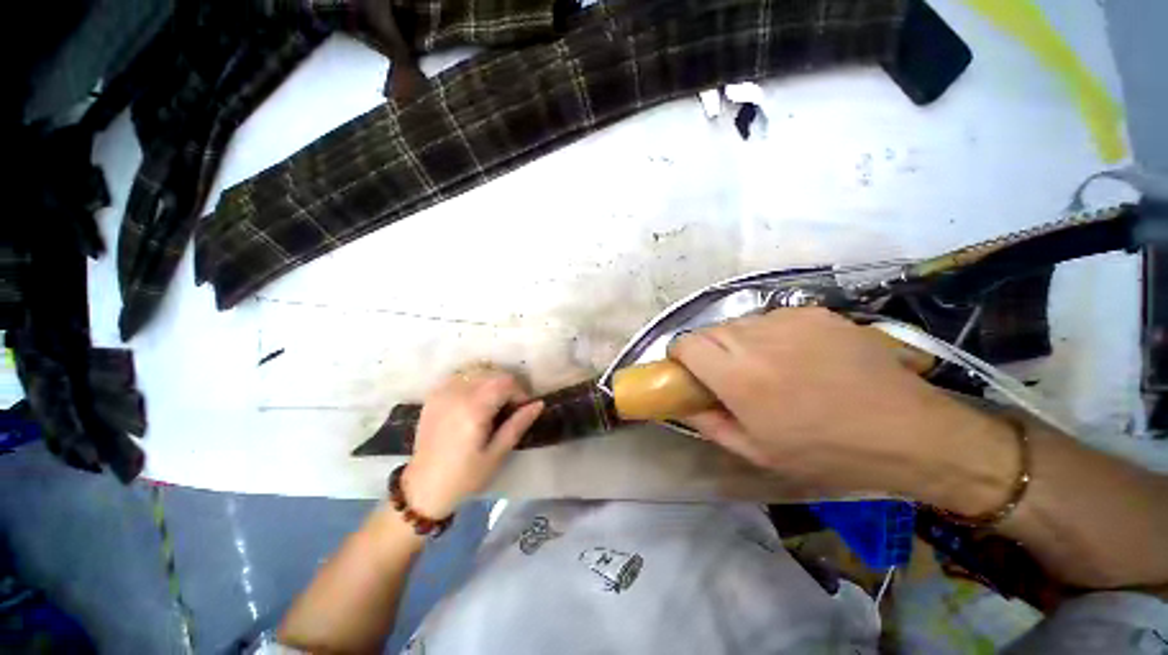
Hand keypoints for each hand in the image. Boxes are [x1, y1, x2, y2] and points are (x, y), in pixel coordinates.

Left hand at [403, 367, 542, 517]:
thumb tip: (539, 404)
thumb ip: (518, 425)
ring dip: (491, 383)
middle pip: (493, 374)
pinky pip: (460, 377)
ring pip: (477, 372)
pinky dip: (473, 382)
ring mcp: (442, 393)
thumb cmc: (464, 477)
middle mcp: (456, 394)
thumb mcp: (497, 454)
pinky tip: (475, 401)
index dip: (520, 393)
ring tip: (493, 404)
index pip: (506, 383)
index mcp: (473, 409)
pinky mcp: (433, 396)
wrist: (423, 489)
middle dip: (507, 387)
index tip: (522, 410)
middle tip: (510, 408)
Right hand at [670, 308, 1015, 500]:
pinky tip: (798, 355)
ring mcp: (787, 319)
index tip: (690, 370)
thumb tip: (681, 404)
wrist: (905, 430)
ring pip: (740, 323)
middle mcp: (756, 339)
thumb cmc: (824, 450)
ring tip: (769, 366)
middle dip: (710, 351)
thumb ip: (708, 423)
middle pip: (710, 331)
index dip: (680, 355)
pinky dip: (770, 334)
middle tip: (731, 376)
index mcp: (738, 375)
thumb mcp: (756, 451)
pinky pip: (771, 318)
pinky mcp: (812, 312)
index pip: (685, 343)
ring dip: (740, 342)